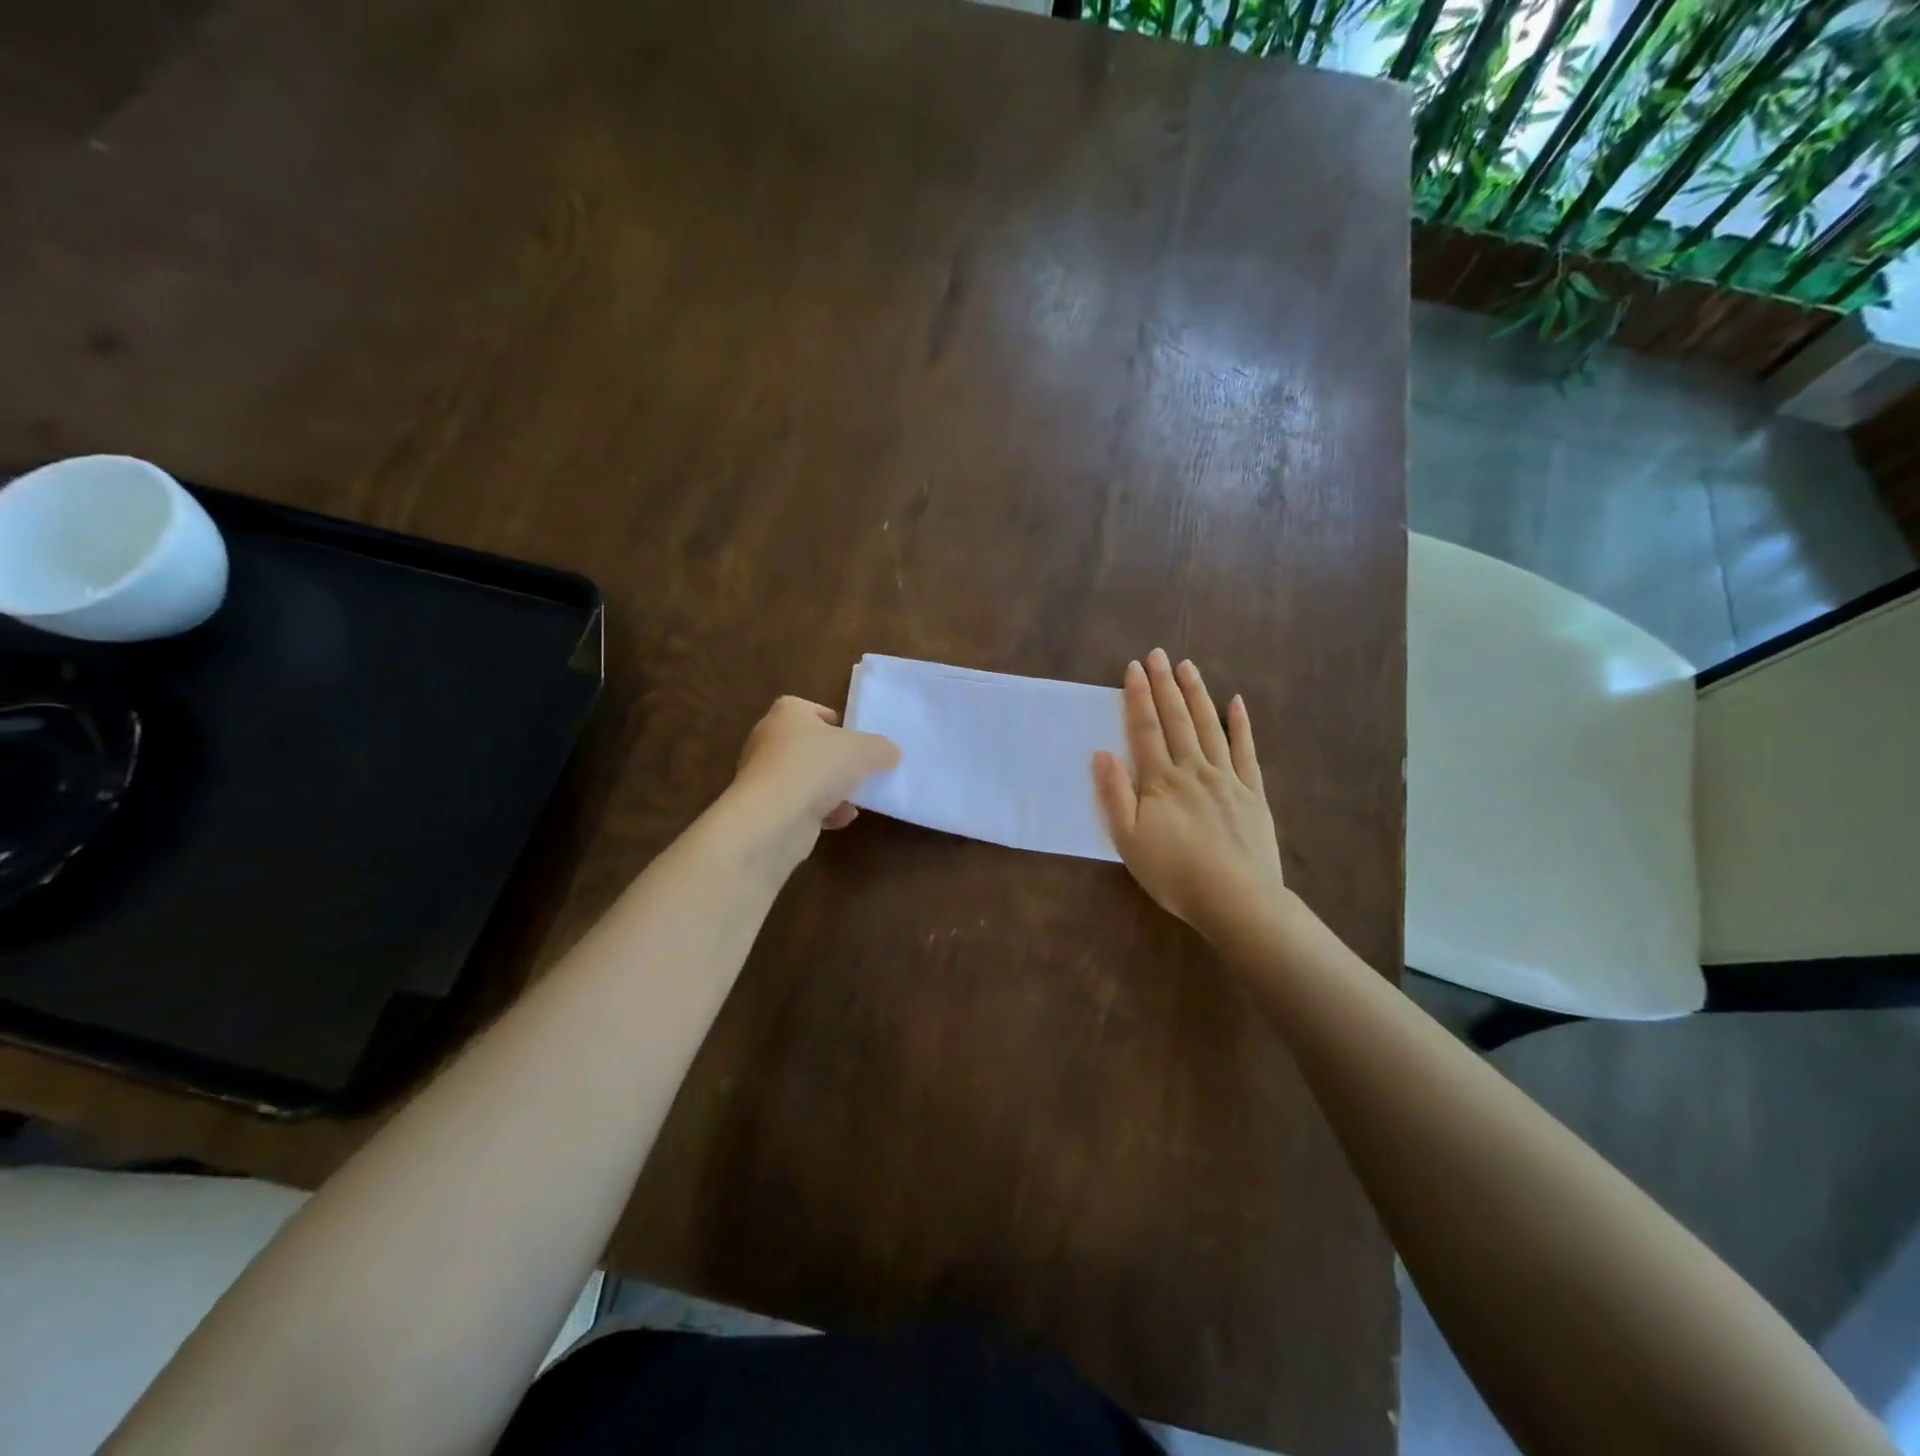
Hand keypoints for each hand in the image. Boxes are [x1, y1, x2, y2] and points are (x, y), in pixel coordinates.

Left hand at [725, 695, 900, 860]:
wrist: (773, 818)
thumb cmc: (816, 767)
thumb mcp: (864, 750)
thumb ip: (881, 748)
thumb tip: (891, 753)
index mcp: (787, 714)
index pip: (809, 708)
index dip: (833, 721)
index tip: (854, 737)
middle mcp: (769, 740)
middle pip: (809, 745)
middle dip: (835, 758)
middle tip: (861, 768)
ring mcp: (764, 777)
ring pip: (806, 777)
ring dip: (831, 788)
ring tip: (857, 797)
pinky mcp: (766, 809)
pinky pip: (800, 805)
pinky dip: (822, 811)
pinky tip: (842, 818)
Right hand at [1093, 649, 1286, 940]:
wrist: (1235, 899)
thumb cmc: (1173, 874)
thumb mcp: (1128, 840)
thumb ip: (1114, 795)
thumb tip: (1101, 753)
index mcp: (1161, 781)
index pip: (1146, 729)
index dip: (1138, 697)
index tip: (1133, 668)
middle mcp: (1193, 769)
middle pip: (1177, 719)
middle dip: (1165, 685)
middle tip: (1158, 654)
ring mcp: (1227, 778)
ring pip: (1210, 726)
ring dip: (1197, 694)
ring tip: (1188, 667)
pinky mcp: (1252, 792)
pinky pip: (1246, 751)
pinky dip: (1241, 725)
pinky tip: (1237, 703)